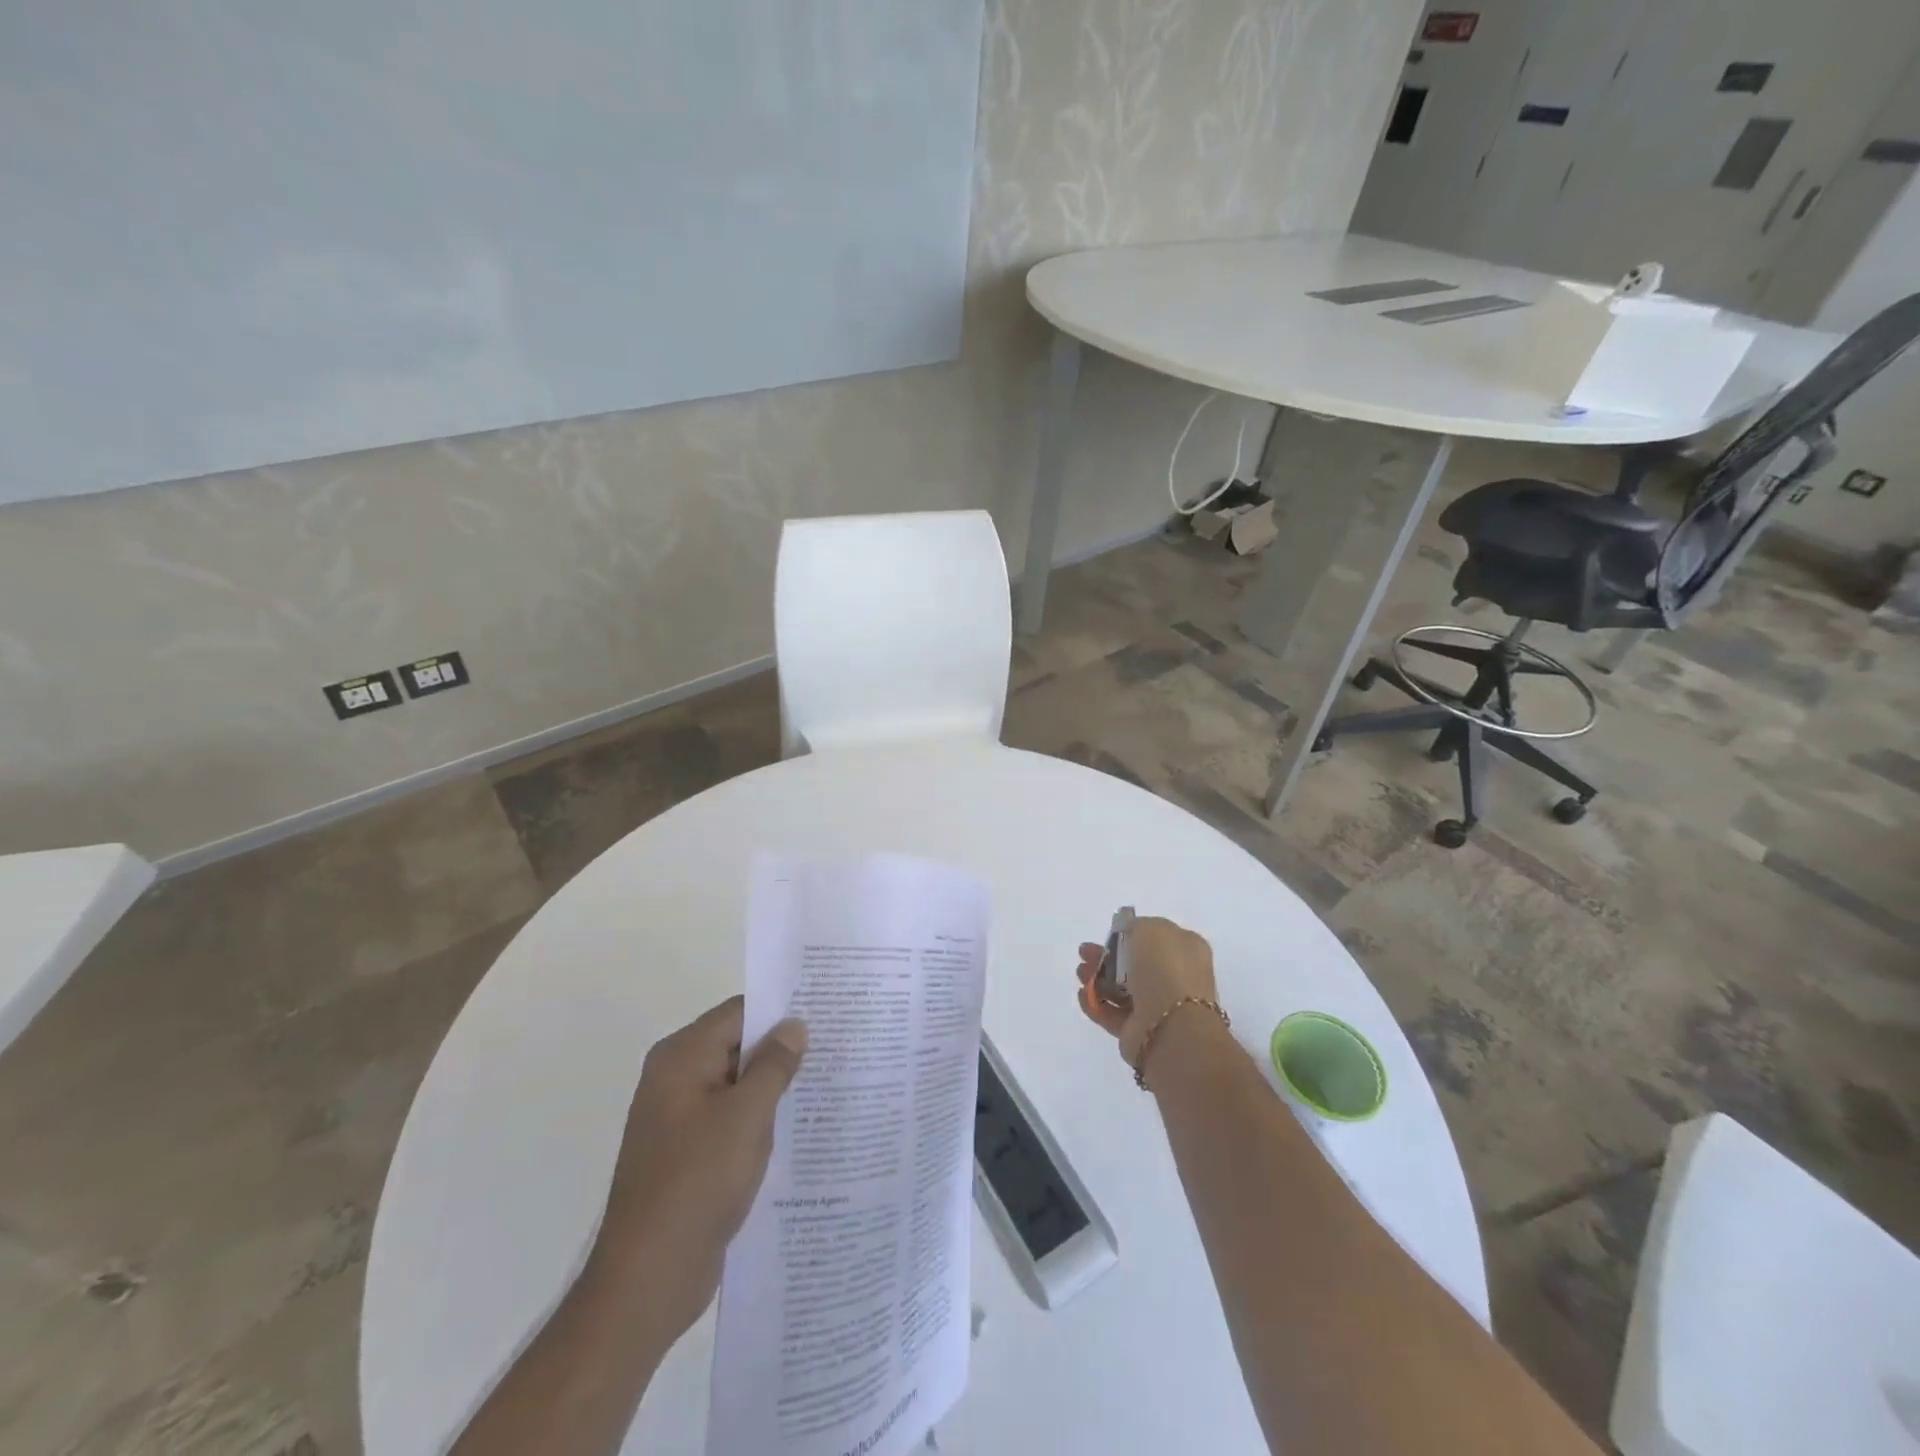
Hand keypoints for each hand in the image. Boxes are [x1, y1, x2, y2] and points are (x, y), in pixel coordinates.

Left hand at [591, 996, 807, 1339]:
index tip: (825, 1013)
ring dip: (773, 1086)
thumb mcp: (746, 1116)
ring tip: (826, 1084)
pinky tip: (797, 1128)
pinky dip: (759, 1118)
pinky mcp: (688, 1153)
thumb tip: (795, 1025)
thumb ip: (774, 1065)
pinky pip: (730, 1119)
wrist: (647, 1280)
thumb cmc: (697, 1183)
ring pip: (737, 1084)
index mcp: (681, 1057)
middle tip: (835, 1048)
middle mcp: (675, 1078)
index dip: (781, 1011)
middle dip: (781, 1049)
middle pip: (737, 1045)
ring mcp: (679, 1118)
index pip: (739, 1013)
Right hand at [1075, 916, 1218, 1067]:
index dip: (1130, 934)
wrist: (1171, 1025)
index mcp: (1186, 949)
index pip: (1156, 937)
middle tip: (1084, 952)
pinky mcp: (1140, 1031)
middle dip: (1107, 956)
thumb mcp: (1148, 928)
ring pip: (1121, 988)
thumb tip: (1128, 932)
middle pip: (1134, 963)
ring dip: (1097, 978)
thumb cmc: (1164, 968)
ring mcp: (1158, 1006)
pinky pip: (1113, 1013)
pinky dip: (1096, 1003)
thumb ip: (1134, 926)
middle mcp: (1176, 977)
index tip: (1108, 933)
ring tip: (1080, 973)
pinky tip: (1082, 995)